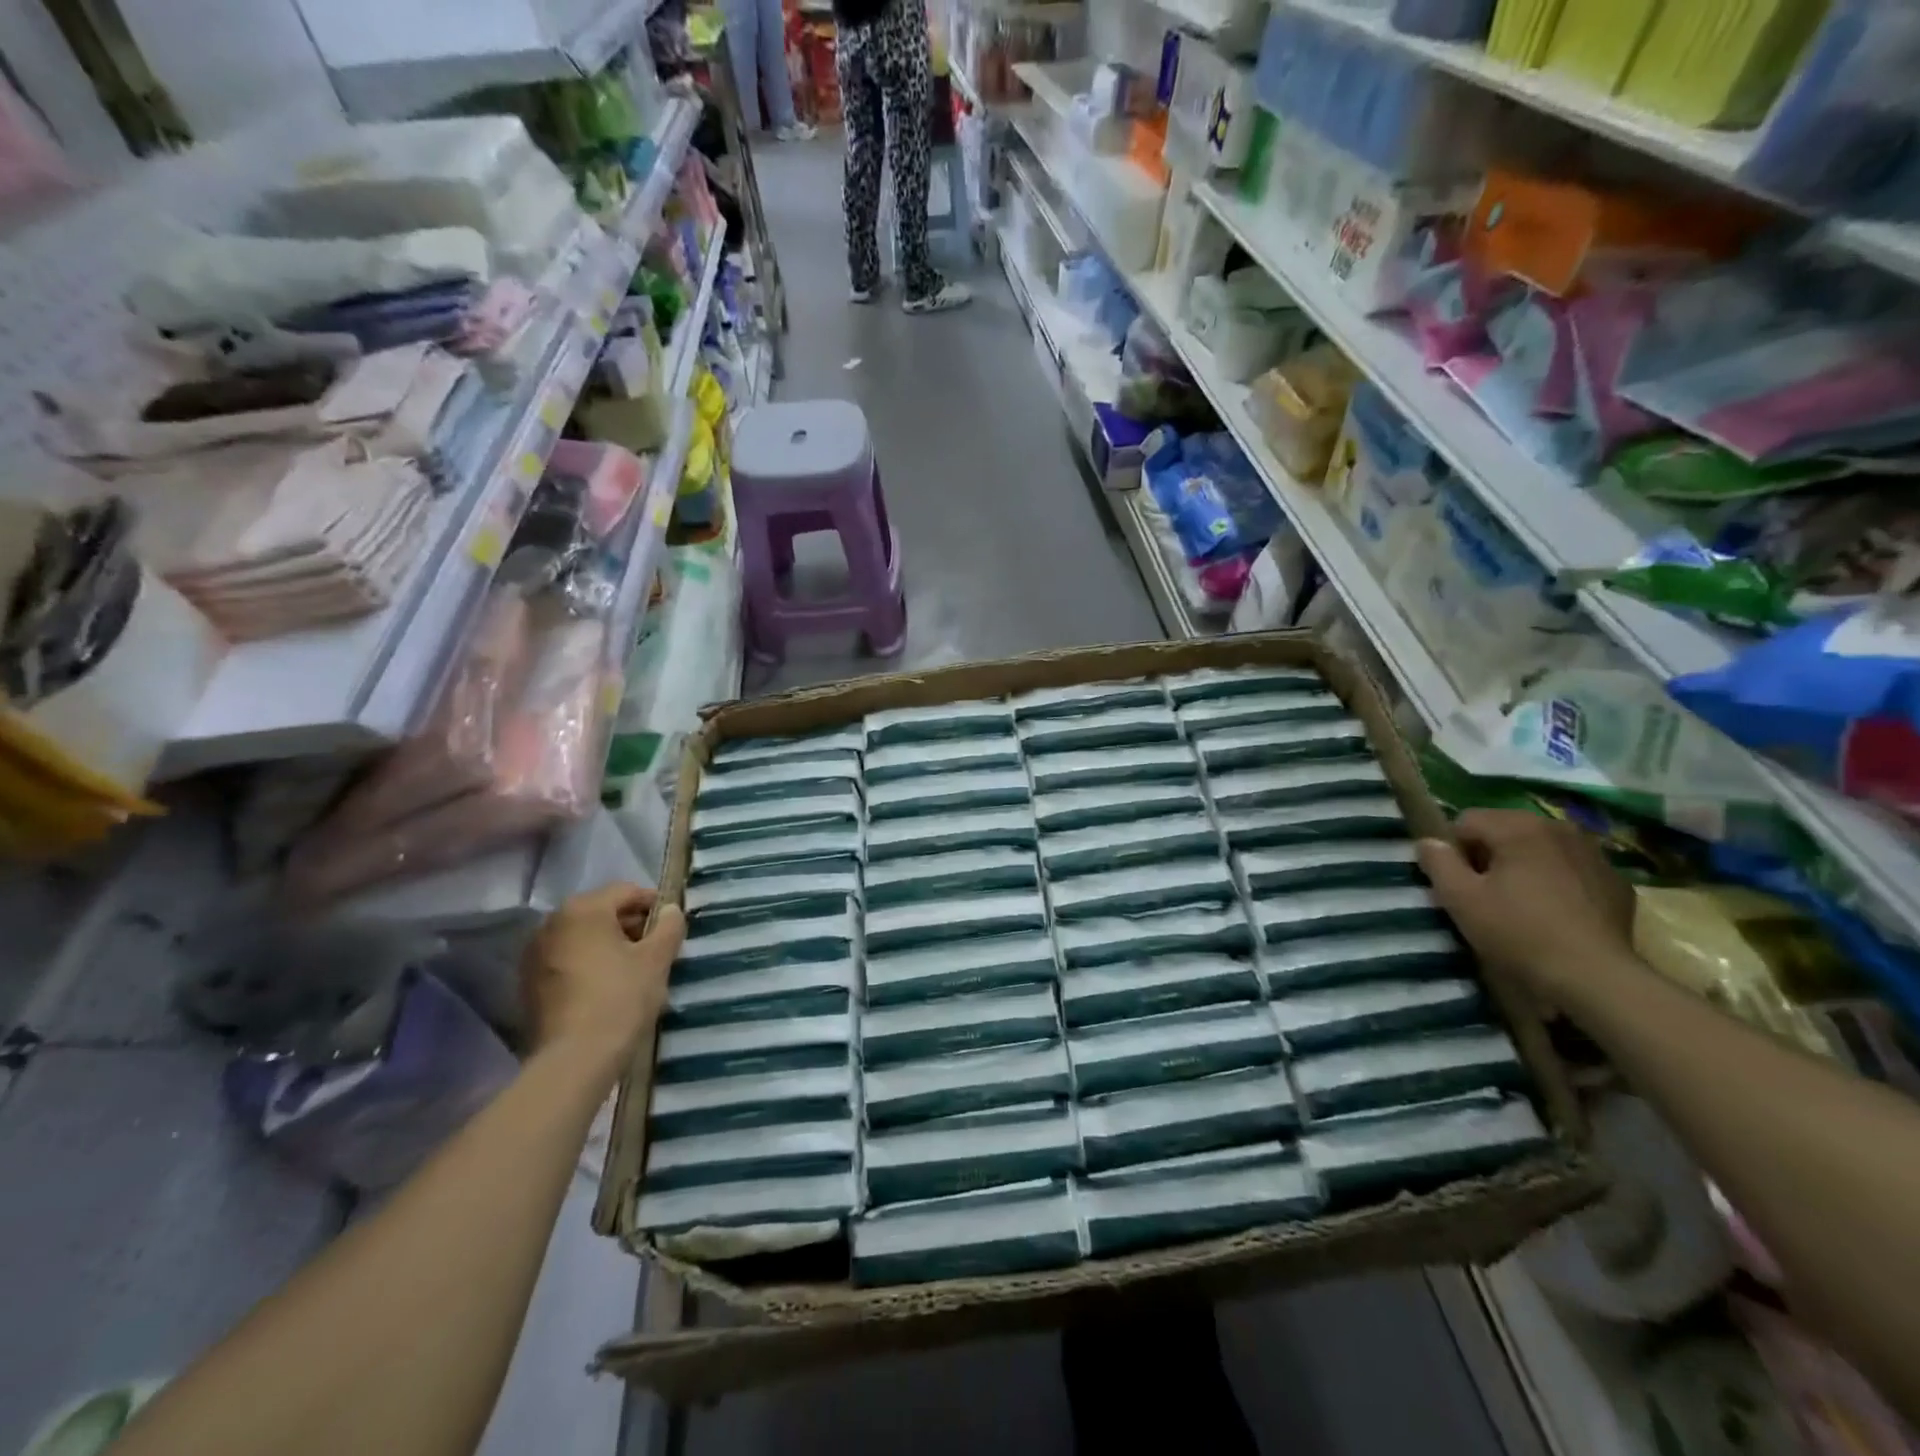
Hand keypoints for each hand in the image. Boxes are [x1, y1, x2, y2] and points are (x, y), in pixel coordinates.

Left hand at [522, 883, 684, 1065]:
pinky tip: (607, 986)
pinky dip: (588, 963)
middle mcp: (552, 923)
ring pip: (583, 936)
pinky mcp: (529, 983)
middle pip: (602, 912)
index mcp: (583, 909)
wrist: (574, 1059)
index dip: (654, 904)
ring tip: (634, 968)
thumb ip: (669, 926)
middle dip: (630, 925)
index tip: (672, 925)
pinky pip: (567, 959)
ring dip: (609, 944)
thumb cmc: (621, 998)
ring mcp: (535, 954)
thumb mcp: (657, 959)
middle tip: (656, 948)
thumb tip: (670, 910)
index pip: (627, 891)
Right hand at [1417, 810, 1637, 1006]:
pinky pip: (1571, 869)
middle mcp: (1559, 828)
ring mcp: (1594, 853)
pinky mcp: (1616, 881)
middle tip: (1485, 894)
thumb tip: (1428, 842)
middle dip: (1490, 855)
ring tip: (1521, 903)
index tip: (1458, 882)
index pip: (1466, 821)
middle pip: (1505, 830)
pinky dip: (1557, 881)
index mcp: (1519, 827)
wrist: (1595, 978)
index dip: (1454, 850)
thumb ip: (1437, 861)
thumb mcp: (1459, 898)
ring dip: (1524, 866)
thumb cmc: (1518, 932)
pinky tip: (1555, 913)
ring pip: (1540, 848)